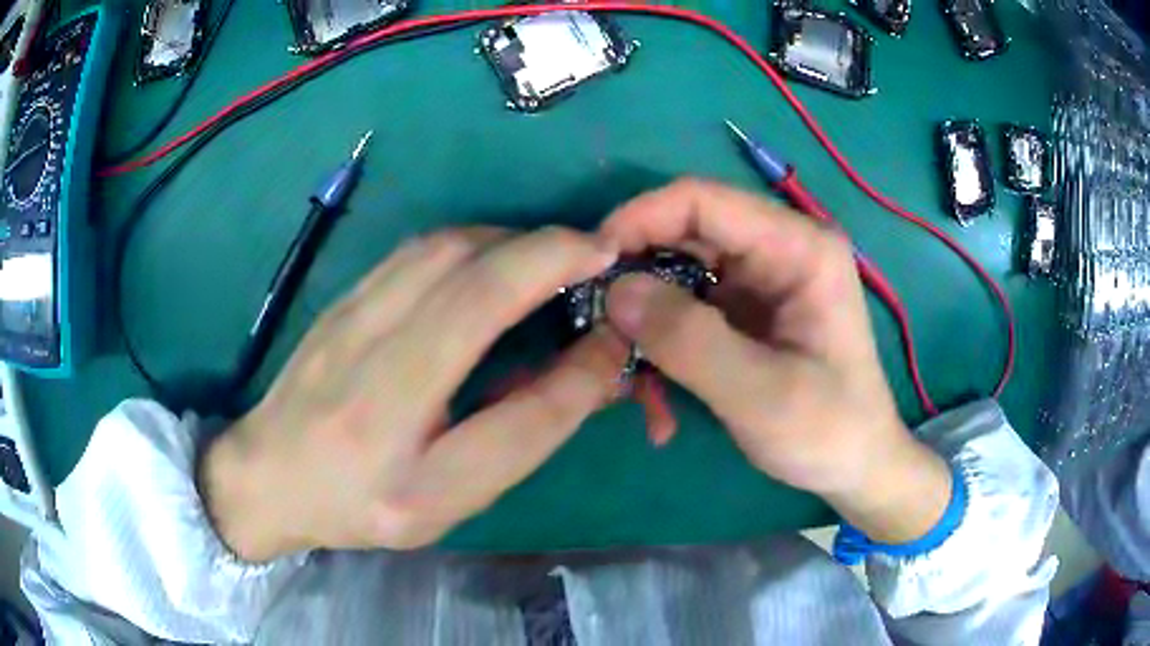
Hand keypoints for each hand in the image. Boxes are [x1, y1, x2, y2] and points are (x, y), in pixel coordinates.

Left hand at [199, 227, 627, 560]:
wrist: (266, 475)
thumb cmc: (358, 505)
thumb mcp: (446, 501)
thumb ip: (519, 436)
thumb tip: (588, 363)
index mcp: (399, 445)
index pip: (507, 378)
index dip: (576, 341)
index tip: (618, 308)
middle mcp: (368, 366)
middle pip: (470, 275)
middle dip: (550, 251)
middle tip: (597, 257)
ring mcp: (348, 317)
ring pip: (445, 247)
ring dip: (514, 240)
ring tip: (552, 258)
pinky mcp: (344, 296)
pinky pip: (419, 249)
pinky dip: (475, 242)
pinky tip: (494, 261)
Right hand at [599, 179, 951, 543]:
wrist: (857, 467)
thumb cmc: (828, 431)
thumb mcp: (761, 395)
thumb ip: (690, 341)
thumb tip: (614, 292)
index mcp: (799, 247)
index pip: (703, 200)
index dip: (639, 219)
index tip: (590, 264)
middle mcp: (778, 248)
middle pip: (684, 235)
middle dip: (635, 279)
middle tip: (598, 330)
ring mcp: (761, 279)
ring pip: (677, 274)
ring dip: (645, 322)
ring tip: (628, 377)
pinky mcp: (745, 310)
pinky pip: (685, 308)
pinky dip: (662, 345)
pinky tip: (656, 395)